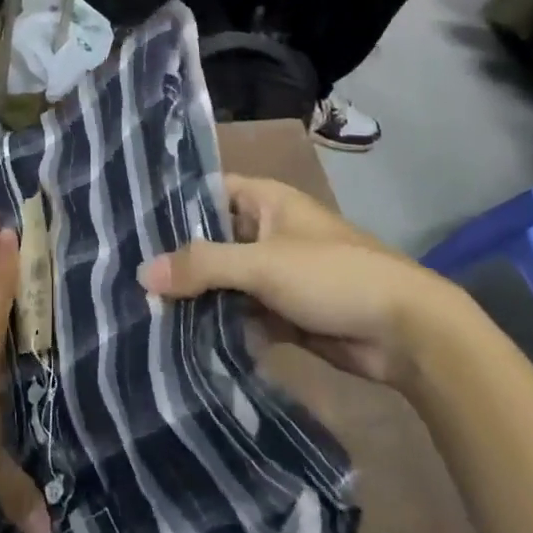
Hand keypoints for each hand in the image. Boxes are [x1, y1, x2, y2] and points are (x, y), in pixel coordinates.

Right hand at [138, 175, 464, 394]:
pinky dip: (220, 325)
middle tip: (128, 280)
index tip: (129, 226)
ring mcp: (275, 273)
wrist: (405, 332)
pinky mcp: (284, 312)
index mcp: (264, 201)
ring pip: (225, 280)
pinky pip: (242, 313)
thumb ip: (203, 265)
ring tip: (143, 313)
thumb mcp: (262, 264)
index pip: (207, 192)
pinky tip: (182, 341)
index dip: (172, 207)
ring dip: (197, 298)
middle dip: (179, 261)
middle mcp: (266, 231)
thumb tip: (143, 272)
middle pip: (212, 240)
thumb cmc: (332, 275)